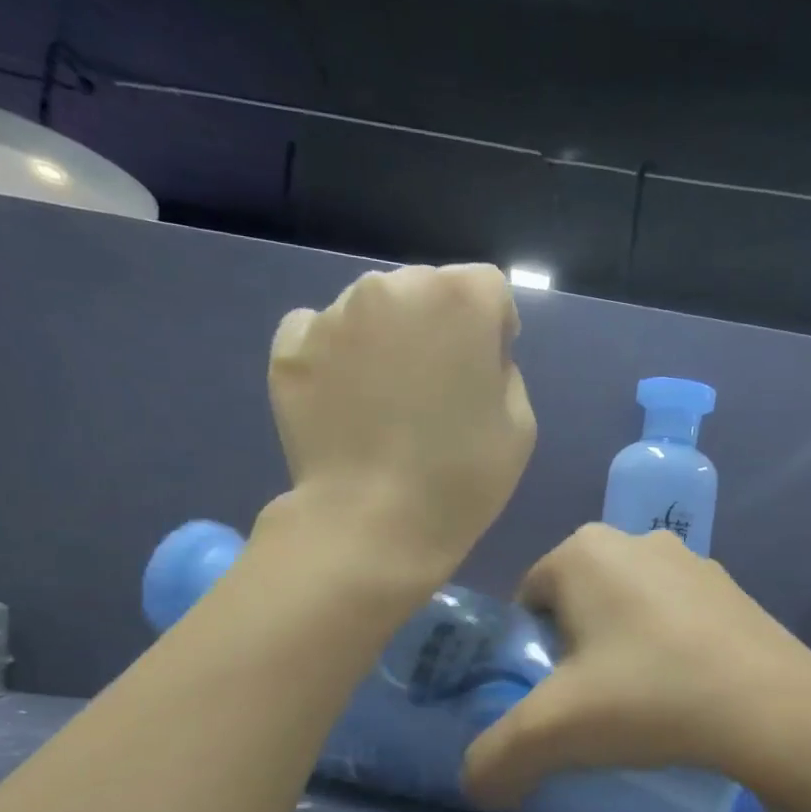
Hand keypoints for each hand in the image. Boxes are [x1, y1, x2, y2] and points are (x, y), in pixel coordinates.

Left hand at [269, 264, 535, 571]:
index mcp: (459, 298)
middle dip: (435, 326)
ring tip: (382, 402)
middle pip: (426, 290)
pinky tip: (343, 402)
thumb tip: (471, 356)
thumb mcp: (519, 424)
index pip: (488, 288)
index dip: (492, 329)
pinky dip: (334, 356)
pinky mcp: (291, 348)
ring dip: (384, 339)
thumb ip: (502, 369)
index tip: (484, 372)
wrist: (373, 524)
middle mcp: (392, 286)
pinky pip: (321, 333)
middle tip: (432, 389)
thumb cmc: (461, 478)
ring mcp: (334, 315)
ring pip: (372, 310)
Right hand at [462, 525, 810, 806]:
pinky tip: (684, 692)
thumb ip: (495, 759)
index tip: (553, 699)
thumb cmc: (650, 698)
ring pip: (628, 608)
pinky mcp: (730, 588)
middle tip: (592, 706)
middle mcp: (635, 539)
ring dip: (622, 649)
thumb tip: (475, 786)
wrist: (775, 711)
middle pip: (577, 603)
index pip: (528, 600)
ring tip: (641, 705)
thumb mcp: (553, 734)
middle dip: (574, 651)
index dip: (531, 654)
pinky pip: (675, 616)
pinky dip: (667, 647)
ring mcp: (691, 560)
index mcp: (583, 551)